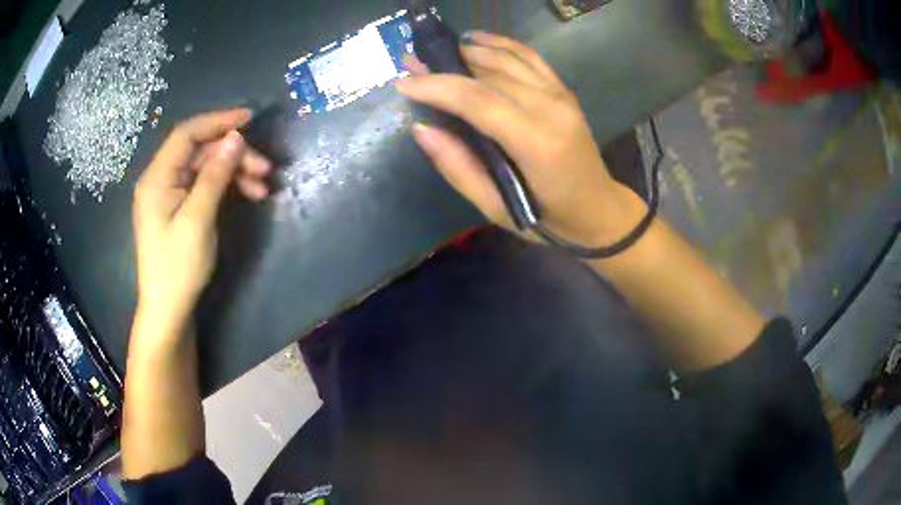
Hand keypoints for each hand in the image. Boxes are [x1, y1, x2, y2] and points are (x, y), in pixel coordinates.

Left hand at [132, 109, 271, 335]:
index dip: (218, 121)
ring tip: (263, 186)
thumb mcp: (198, 219)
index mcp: (157, 177)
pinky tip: (248, 194)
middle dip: (233, 154)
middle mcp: (161, 179)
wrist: (169, 309)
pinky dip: (226, 186)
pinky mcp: (179, 207)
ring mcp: (169, 194)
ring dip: (234, 171)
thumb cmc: (178, 267)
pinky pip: (204, 185)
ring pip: (205, 168)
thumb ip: (215, 176)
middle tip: (265, 167)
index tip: (250, 118)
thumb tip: (236, 137)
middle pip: (199, 151)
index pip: (187, 134)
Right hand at [397, 31, 641, 245]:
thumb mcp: (495, 208)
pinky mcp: (563, 91)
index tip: (404, 83)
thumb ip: (458, 167)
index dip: (437, 87)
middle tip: (411, 64)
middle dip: (445, 66)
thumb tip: (421, 128)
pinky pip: (529, 57)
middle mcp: (551, 109)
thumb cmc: (547, 219)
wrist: (598, 210)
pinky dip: (501, 43)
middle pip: (489, 74)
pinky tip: (477, 39)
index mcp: (536, 143)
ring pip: (508, 58)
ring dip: (469, 50)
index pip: (478, 100)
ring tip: (436, 52)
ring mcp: (560, 96)